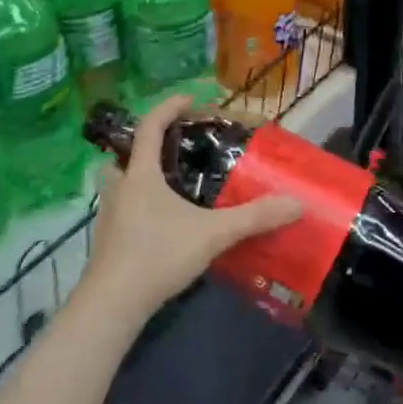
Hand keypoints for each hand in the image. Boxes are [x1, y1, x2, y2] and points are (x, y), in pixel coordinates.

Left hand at [76, 95, 302, 331]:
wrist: (113, 304)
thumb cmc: (158, 255)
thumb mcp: (212, 234)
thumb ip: (254, 217)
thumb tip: (296, 203)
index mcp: (141, 175)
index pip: (150, 126)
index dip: (168, 108)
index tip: (188, 99)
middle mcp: (119, 188)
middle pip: (123, 155)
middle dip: (142, 147)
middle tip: (169, 152)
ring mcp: (108, 215)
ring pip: (117, 184)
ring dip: (135, 178)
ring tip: (165, 188)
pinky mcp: (106, 241)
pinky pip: (120, 210)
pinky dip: (136, 207)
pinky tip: (159, 225)